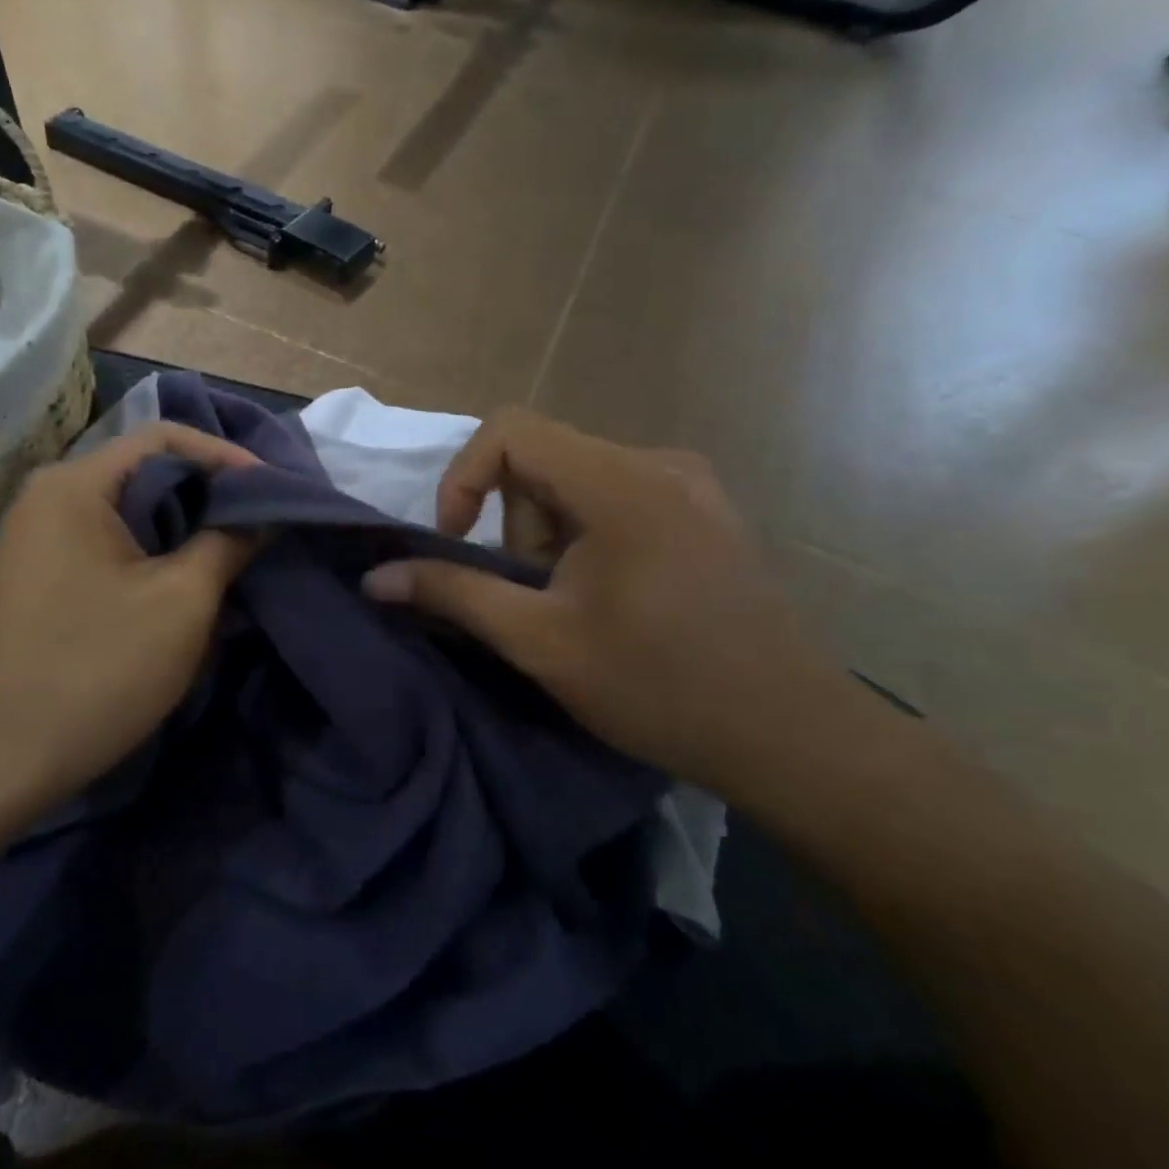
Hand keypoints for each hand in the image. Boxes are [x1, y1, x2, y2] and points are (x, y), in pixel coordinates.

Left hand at [0, 422, 259, 806]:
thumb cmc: (95, 670)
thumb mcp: (181, 603)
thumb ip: (228, 543)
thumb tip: (262, 514)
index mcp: (76, 484)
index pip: (165, 436)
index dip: (227, 456)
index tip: (276, 491)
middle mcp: (49, 496)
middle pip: (145, 469)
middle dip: (209, 492)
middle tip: (262, 520)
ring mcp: (37, 537)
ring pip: (129, 509)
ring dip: (184, 525)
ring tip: (234, 550)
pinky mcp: (39, 576)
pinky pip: (108, 542)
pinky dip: (153, 550)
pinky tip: (185, 580)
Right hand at [362, 408, 850, 797]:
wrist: (793, 738)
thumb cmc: (660, 688)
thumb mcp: (540, 641)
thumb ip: (453, 594)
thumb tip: (375, 577)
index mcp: (621, 482)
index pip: (510, 430)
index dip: (463, 478)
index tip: (456, 542)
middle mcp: (659, 463)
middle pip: (543, 460)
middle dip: (516, 526)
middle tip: (534, 598)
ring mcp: (690, 484)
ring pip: (576, 482)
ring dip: (550, 537)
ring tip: (576, 607)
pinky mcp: (705, 511)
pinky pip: (616, 497)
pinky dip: (587, 537)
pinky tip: (614, 598)